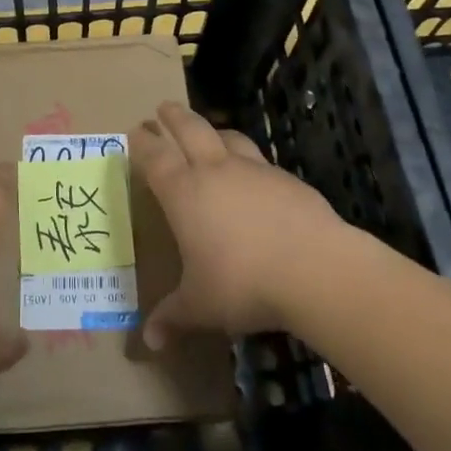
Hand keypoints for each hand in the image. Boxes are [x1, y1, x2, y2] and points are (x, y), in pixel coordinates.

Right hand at [134, 102, 348, 348]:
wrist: (315, 269)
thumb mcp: (201, 306)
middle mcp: (215, 171)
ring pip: (228, 137)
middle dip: (174, 117)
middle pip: (190, 130)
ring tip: (209, 131)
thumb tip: (147, 343)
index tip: (135, 130)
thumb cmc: (243, 283)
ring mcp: (254, 170)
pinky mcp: (286, 179)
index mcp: (184, 193)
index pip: (156, 157)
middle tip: (164, 107)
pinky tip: (254, 174)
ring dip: (213, 130)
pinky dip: (248, 158)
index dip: (143, 142)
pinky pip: (260, 160)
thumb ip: (172, 318)